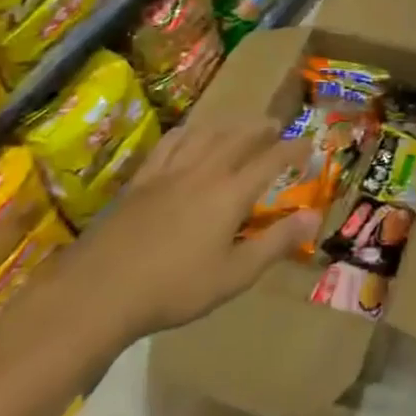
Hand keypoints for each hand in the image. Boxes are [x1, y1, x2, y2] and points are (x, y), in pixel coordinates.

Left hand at [36, 121, 313, 344]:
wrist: (101, 290)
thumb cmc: (175, 288)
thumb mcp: (235, 274)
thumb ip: (277, 243)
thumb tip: (315, 216)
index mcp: (230, 193)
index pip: (271, 160)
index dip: (292, 149)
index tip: (308, 145)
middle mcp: (203, 171)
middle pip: (238, 137)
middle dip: (261, 129)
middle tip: (275, 126)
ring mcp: (169, 171)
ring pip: (205, 133)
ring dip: (228, 125)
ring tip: (238, 125)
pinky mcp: (142, 179)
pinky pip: (170, 143)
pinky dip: (188, 132)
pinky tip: (189, 135)